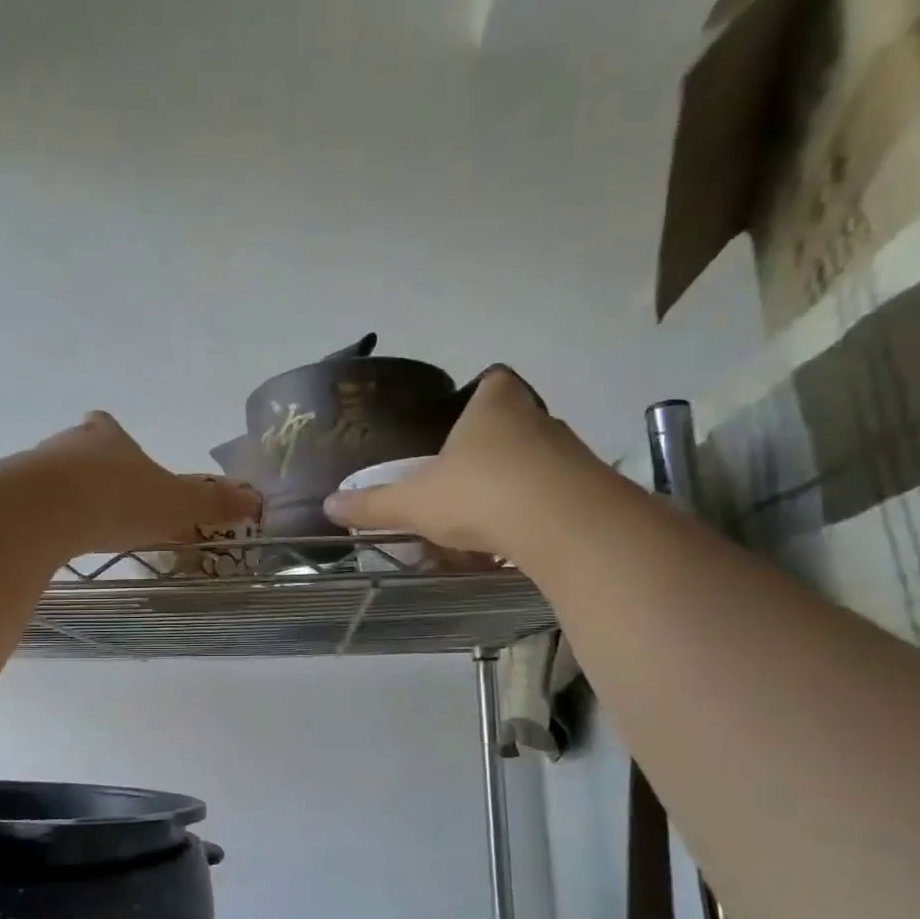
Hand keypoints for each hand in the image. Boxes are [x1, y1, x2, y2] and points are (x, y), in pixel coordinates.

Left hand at [36, 411, 261, 554]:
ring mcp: (35, 468)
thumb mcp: (176, 503)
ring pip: (53, 477)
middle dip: (92, 472)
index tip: (120, 459)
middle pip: (79, 450)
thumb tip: (254, 499)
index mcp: (109, 438)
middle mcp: (69, 444)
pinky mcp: (11, 496)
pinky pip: (32, 505)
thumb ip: (211, 503)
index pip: (109, 428)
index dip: (115, 440)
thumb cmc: (118, 499)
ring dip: (66, 496)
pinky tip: (54, 542)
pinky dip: (44, 519)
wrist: (45, 511)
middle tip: (108, 502)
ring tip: (81, 527)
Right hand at [323, 366, 590, 553]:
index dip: (482, 393)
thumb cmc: (480, 494)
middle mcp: (538, 419)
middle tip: (467, 474)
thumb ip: (373, 504)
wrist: (564, 525)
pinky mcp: (591, 490)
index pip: (495, 381)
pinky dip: (540, 510)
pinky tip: (519, 537)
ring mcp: (570, 453)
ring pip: (540, 459)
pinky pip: (559, 493)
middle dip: (495, 444)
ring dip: (519, 480)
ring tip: (490, 513)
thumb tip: (328, 505)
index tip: (466, 416)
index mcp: (494, 407)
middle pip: (518, 420)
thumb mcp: (415, 503)